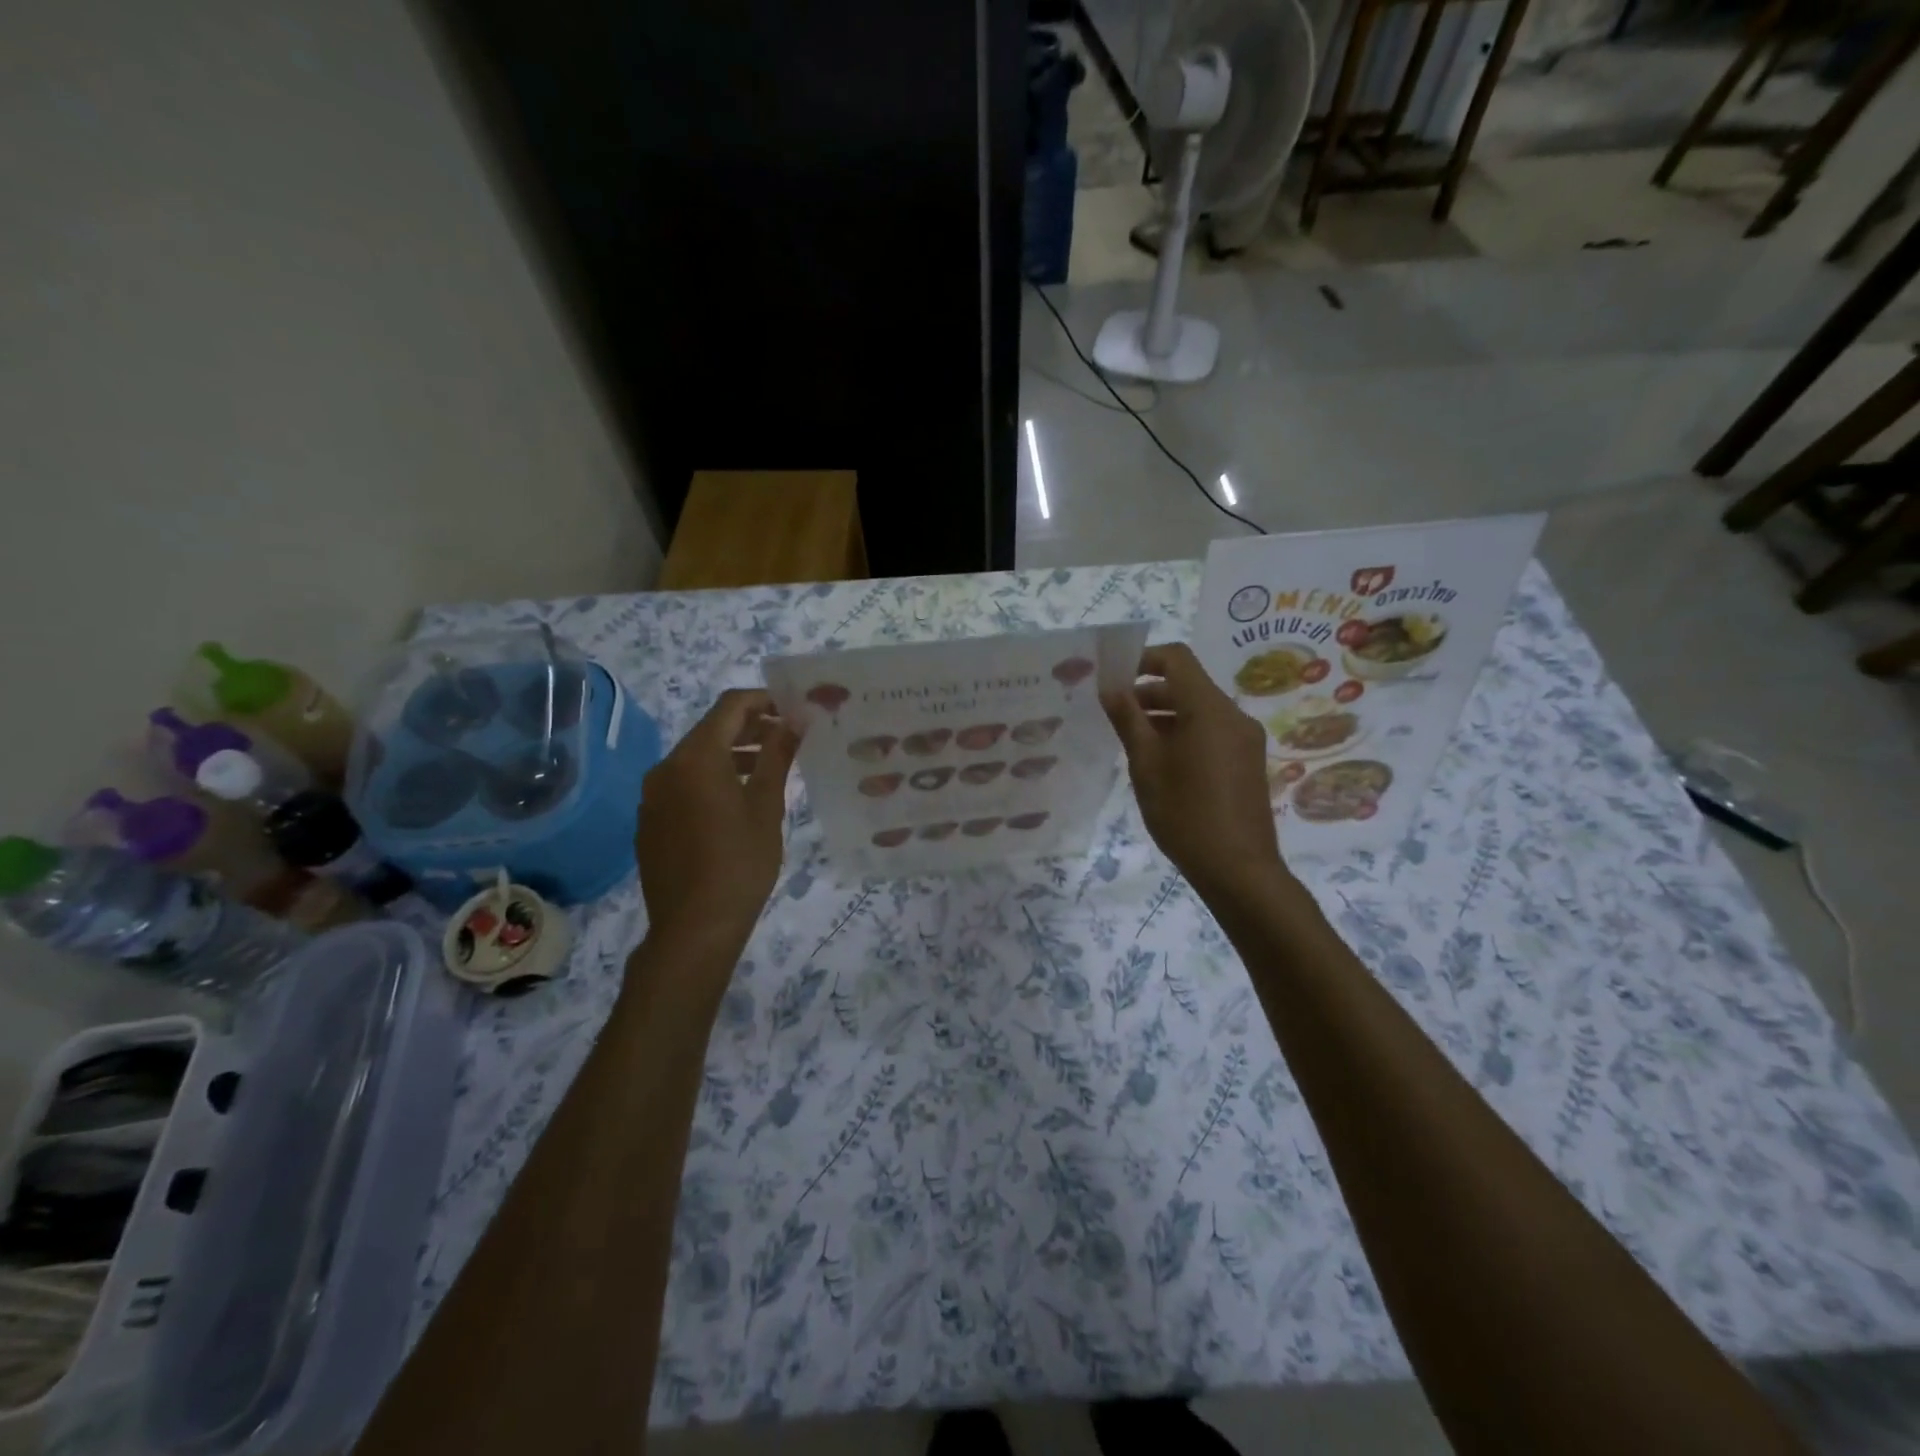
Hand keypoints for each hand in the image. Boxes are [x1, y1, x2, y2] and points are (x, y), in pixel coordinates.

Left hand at [636, 689, 798, 962]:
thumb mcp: (767, 807)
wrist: (694, 928)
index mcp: (696, 757)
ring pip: (695, 758)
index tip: (793, 710)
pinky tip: (734, 803)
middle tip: (787, 738)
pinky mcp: (650, 820)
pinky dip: (710, 780)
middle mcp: (666, 767)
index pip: (730, 706)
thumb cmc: (740, 863)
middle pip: (710, 730)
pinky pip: (682, 784)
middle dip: (749, 728)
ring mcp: (652, 795)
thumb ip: (777, 756)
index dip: (764, 700)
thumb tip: (794, 721)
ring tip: (766, 769)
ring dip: (731, 755)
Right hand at [1103, 643, 1287, 901]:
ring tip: (1132, 741)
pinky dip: (1184, 733)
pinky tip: (1161, 762)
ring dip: (1165, 715)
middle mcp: (1233, 715)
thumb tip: (1110, 687)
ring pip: (1199, 710)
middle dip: (1149, 692)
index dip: (1143, 659)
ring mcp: (1245, 739)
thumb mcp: (1145, 764)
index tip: (1115, 678)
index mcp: (1208, 709)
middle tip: (1115, 714)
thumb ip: (1127, 719)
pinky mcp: (1247, 761)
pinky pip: (1212, 731)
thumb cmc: (1184, 813)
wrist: (1237, 868)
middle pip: (1188, 685)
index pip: (1177, 659)